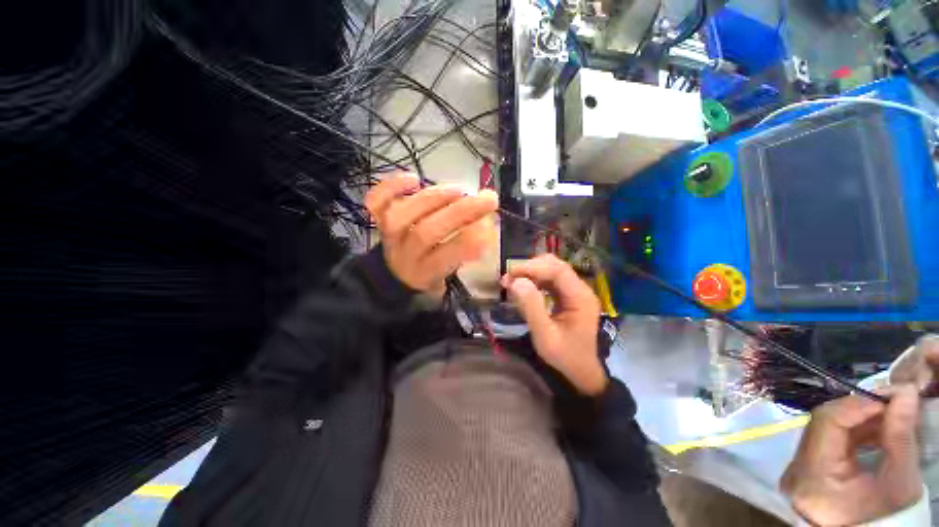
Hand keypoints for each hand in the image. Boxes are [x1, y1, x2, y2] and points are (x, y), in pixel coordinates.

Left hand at [365, 173, 497, 296]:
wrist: (395, 275)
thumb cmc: (430, 272)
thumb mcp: (451, 272)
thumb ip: (467, 251)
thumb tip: (487, 224)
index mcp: (426, 271)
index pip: (447, 256)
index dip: (470, 241)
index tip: (491, 226)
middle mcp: (405, 254)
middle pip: (427, 232)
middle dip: (460, 212)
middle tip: (487, 198)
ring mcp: (389, 235)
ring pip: (402, 215)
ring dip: (433, 198)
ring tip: (459, 190)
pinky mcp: (379, 220)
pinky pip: (376, 202)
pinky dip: (391, 187)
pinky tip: (414, 178)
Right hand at [502, 254, 606, 395]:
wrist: (582, 371)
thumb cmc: (565, 356)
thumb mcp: (545, 336)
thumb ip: (531, 307)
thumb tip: (516, 281)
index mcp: (580, 297)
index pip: (557, 270)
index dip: (532, 267)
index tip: (510, 273)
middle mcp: (581, 289)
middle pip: (555, 265)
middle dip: (530, 268)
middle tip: (509, 278)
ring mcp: (575, 291)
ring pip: (552, 270)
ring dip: (531, 273)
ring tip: (512, 282)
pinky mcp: (568, 296)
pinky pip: (550, 280)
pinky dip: (535, 280)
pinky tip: (523, 288)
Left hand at [780, 386, 921, 525]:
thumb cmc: (884, 519)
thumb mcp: (899, 482)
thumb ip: (900, 436)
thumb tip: (904, 391)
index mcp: (812, 474)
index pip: (825, 421)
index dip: (856, 404)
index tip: (888, 395)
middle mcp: (796, 467)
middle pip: (824, 421)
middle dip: (860, 407)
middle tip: (893, 400)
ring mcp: (798, 466)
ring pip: (827, 427)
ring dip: (861, 417)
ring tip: (892, 413)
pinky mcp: (807, 467)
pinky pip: (830, 439)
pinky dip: (855, 430)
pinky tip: (879, 428)